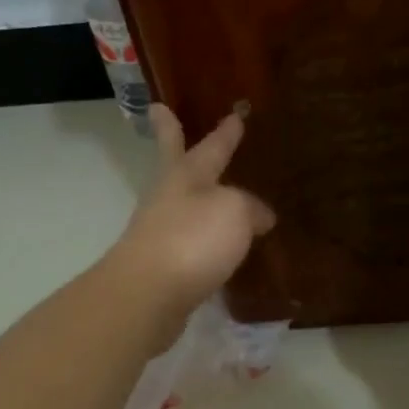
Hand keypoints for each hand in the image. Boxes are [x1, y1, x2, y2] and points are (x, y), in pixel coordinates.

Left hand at [109, 102, 275, 318]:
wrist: (148, 295)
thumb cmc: (192, 240)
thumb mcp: (234, 212)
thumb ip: (250, 207)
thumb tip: (259, 217)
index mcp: (185, 176)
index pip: (210, 147)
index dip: (225, 133)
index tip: (234, 114)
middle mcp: (168, 200)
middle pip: (174, 164)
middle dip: (170, 137)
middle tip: (159, 112)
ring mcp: (160, 234)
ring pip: (181, 206)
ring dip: (194, 197)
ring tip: (214, 194)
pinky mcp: (162, 269)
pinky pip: (189, 245)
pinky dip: (203, 241)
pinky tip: (217, 248)